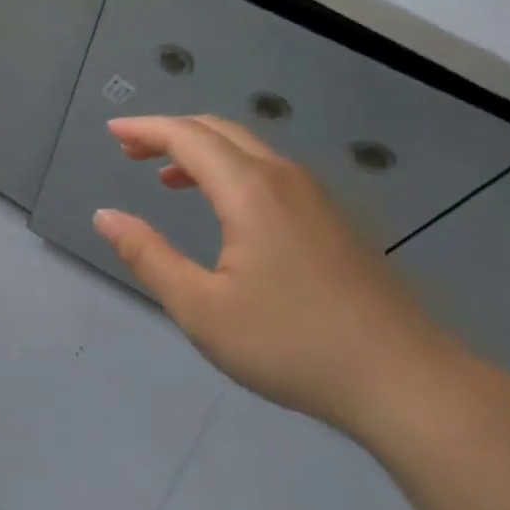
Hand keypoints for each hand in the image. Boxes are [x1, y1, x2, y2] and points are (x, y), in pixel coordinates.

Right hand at [93, 114, 470, 441]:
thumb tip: (105, 216)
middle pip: (220, 132)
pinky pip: (271, 174)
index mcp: (250, 191)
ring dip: (203, 153)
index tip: (111, 132)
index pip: (188, 138)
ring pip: (250, 151)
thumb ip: (148, 256)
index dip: (146, 130)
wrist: (403, 379)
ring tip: (167, 177)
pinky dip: (233, 172)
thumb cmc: (290, 343)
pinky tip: (225, 211)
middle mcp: (285, 179)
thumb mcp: (201, 308)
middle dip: (171, 134)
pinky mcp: (335, 222)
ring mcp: (317, 198)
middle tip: (131, 151)